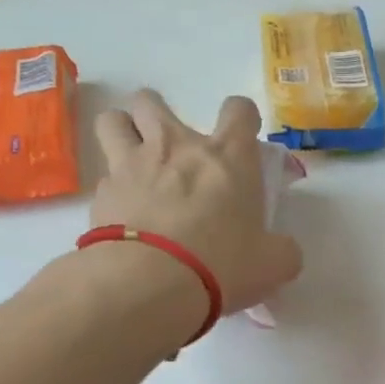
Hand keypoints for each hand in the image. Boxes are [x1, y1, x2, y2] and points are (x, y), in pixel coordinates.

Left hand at [90, 90, 301, 313]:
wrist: (152, 283)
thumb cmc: (222, 264)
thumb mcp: (272, 264)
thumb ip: (282, 250)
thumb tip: (283, 250)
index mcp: (227, 156)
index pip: (238, 110)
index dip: (241, 119)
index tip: (240, 140)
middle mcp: (176, 147)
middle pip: (152, 100)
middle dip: (157, 115)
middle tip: (170, 149)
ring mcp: (132, 165)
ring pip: (113, 121)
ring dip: (122, 133)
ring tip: (134, 163)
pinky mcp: (101, 194)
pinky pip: (103, 178)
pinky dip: (113, 191)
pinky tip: (122, 216)